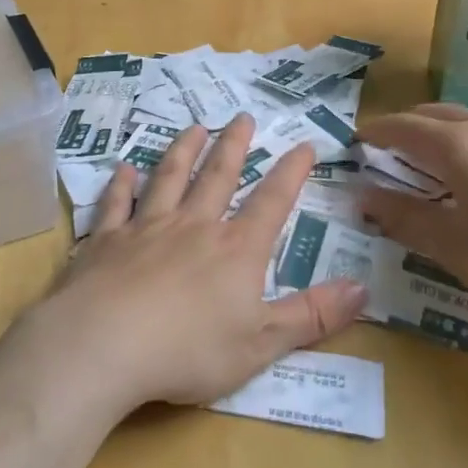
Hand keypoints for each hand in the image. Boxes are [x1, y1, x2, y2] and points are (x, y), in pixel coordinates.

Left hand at [38, 115, 366, 414]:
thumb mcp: (262, 344)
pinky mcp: (107, 240)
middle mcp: (194, 226)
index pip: (271, 203)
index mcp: (235, 250)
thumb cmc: (189, 351)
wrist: (105, 345)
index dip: (290, 173)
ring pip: (169, 178)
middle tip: (243, 116)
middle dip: (234, 145)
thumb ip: (311, 316)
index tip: (302, 144)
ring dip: (182, 150)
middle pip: (218, 176)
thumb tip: (363, 289)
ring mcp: (147, 228)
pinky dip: (121, 184)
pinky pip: (116, 203)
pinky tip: (123, 168)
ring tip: (193, 127)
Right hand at [356, 105, 467, 321]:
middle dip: (413, 124)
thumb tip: (362, 195)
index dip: (377, 131)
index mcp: (458, 147)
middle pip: (442, 114)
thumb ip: (404, 218)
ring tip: (453, 147)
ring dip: (461, 128)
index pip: (404, 128)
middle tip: (396, 144)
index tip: (359, 139)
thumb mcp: (452, 246)